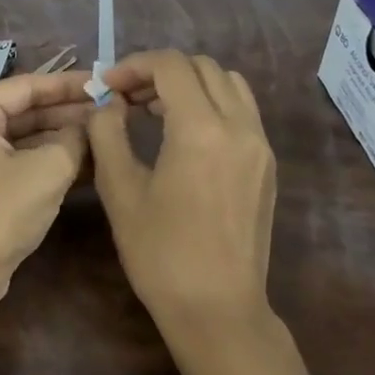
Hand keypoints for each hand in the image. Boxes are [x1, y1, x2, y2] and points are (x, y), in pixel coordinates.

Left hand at [0, 71, 92, 301]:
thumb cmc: (0, 211)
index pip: (27, 86)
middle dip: (69, 111)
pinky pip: (23, 160)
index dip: (69, 84)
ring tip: (108, 131)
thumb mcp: (48, 169)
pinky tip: (91, 160)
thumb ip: (76, 138)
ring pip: (28, 136)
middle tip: (112, 108)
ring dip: (65, 136)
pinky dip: (52, 159)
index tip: (105, 82)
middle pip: (27, 110)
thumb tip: (95, 123)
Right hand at [87, 50, 276, 325]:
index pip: (170, 66)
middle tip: (127, 96)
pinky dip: (212, 103)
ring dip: (190, 83)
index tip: (107, 86)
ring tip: (155, 109)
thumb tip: (108, 103)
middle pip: (202, 67)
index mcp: (201, 129)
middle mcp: (239, 126)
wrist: (218, 309)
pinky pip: (242, 111)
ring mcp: (260, 145)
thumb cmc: (161, 253)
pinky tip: (185, 134)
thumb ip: (108, 133)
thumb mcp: (120, 190)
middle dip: (160, 71)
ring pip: (228, 84)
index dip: (134, 65)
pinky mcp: (267, 164)